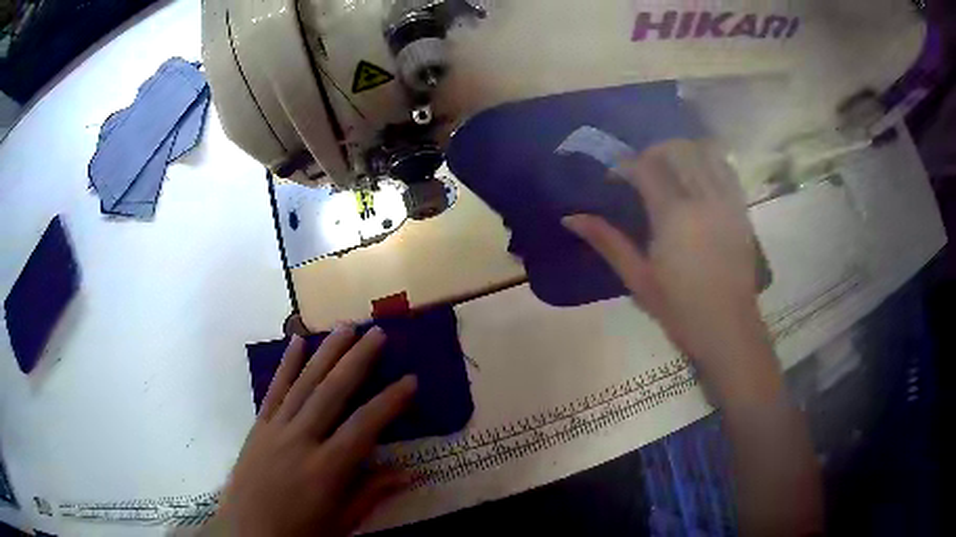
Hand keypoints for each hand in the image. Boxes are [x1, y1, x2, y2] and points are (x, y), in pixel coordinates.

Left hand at [208, 326, 416, 536]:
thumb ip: (372, 493)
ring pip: (303, 383)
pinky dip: (286, 364)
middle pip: (332, 392)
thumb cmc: (300, 533)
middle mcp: (300, 440)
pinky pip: (274, 390)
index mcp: (326, 469)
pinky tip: (296, 342)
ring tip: (344, 327)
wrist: (247, 533)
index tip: (410, 380)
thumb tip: (409, 473)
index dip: (390, 402)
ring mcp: (276, 429)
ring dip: (325, 352)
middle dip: (357, 360)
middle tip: (376, 333)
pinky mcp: (258, 426)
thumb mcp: (342, 522)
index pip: (364, 426)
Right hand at [563, 140, 772, 395]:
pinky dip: (708, 162)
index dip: (625, 166)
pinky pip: (725, 169)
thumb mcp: (638, 278)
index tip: (614, 178)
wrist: (728, 328)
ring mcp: (726, 202)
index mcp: (674, 217)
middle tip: (640, 171)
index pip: (646, 168)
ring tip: (669, 168)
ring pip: (704, 153)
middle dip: (652, 152)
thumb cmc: (679, 310)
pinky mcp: (741, 210)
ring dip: (681, 151)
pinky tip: (697, 176)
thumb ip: (607, 241)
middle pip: (676, 150)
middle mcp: (703, 199)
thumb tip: (571, 218)